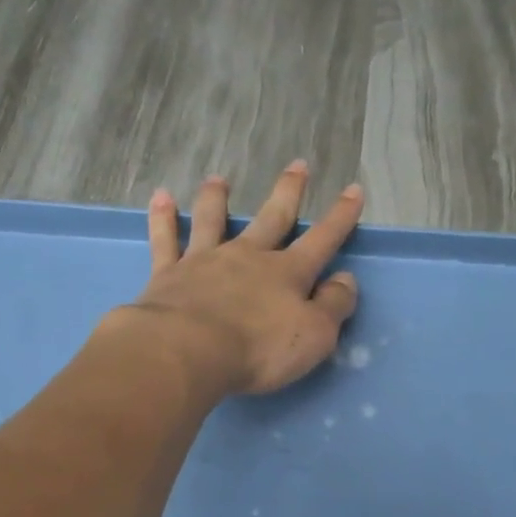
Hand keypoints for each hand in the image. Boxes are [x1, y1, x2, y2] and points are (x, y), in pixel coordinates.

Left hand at [126, 160, 361, 396]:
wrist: (189, 351)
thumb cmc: (259, 349)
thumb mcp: (315, 336)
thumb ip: (334, 306)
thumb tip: (346, 280)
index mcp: (287, 273)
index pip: (322, 240)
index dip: (340, 217)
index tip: (353, 191)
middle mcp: (248, 258)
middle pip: (272, 218)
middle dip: (288, 192)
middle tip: (298, 165)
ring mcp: (205, 262)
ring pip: (213, 221)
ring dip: (217, 199)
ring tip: (219, 180)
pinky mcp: (168, 275)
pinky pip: (165, 240)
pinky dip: (163, 218)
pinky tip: (161, 197)